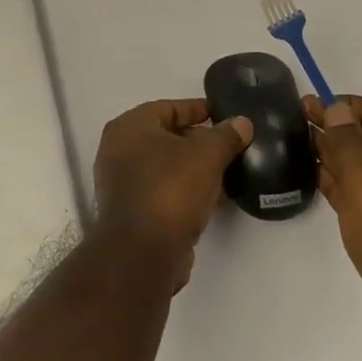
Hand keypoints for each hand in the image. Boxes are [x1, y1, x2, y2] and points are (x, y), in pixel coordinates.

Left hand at [92, 100, 252, 289]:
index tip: (224, 114)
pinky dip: (189, 191)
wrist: (143, 252)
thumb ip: (226, 136)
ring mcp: (124, 184)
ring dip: (197, 169)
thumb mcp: (207, 155)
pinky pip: (166, 192)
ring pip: (167, 168)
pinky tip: (218, 197)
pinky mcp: (134, 213)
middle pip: (167, 137)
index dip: (198, 109)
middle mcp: (119, 151)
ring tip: (230, 169)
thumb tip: (242, 123)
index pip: (168, 107)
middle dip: (200, 141)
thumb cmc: (170, 188)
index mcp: (129, 127)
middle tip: (232, 144)